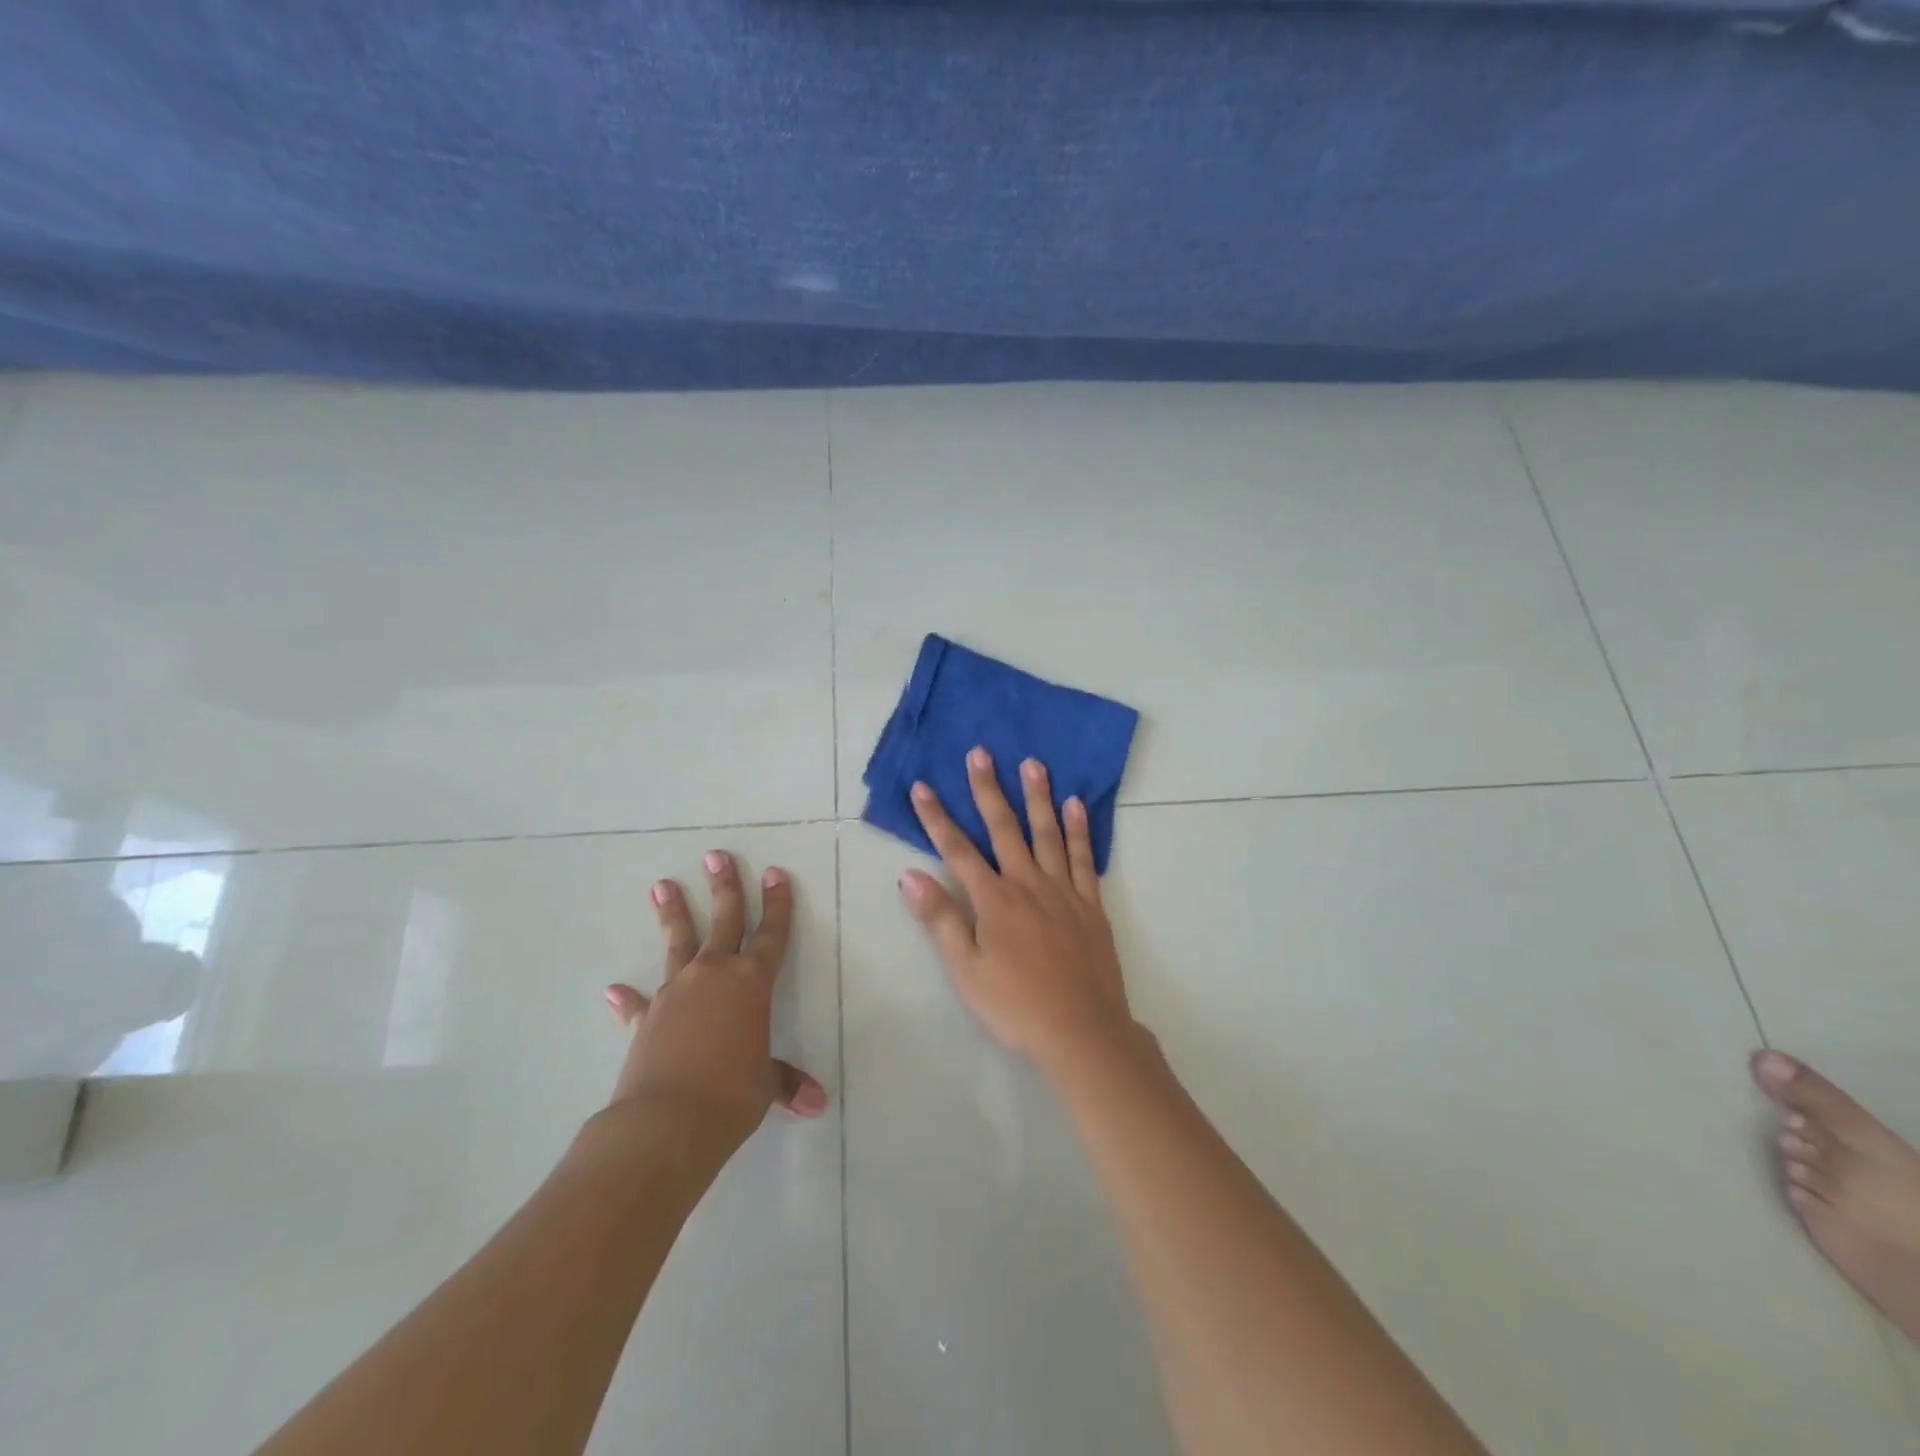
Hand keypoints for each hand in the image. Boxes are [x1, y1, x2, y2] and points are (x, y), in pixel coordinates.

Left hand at [603, 851, 827, 1156]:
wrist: (666, 1122)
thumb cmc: (731, 1095)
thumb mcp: (764, 1085)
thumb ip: (785, 1082)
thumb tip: (816, 1103)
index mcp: (751, 983)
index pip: (771, 934)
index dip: (777, 904)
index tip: (775, 873)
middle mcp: (713, 976)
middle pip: (724, 921)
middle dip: (724, 887)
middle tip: (715, 856)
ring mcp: (675, 993)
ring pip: (678, 944)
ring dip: (673, 914)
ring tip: (662, 885)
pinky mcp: (645, 1019)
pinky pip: (637, 1004)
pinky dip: (628, 998)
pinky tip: (614, 989)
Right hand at [899, 747, 1135, 1075]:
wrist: (1083, 1031)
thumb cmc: (1016, 1005)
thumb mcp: (966, 970)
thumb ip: (940, 919)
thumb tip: (909, 875)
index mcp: (994, 900)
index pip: (957, 849)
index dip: (936, 817)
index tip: (922, 786)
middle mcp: (1028, 883)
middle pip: (1004, 827)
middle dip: (988, 789)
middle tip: (981, 752)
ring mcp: (1063, 890)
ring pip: (1048, 833)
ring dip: (1037, 796)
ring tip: (1032, 763)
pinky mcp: (1091, 904)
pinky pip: (1084, 857)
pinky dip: (1079, 829)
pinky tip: (1075, 805)